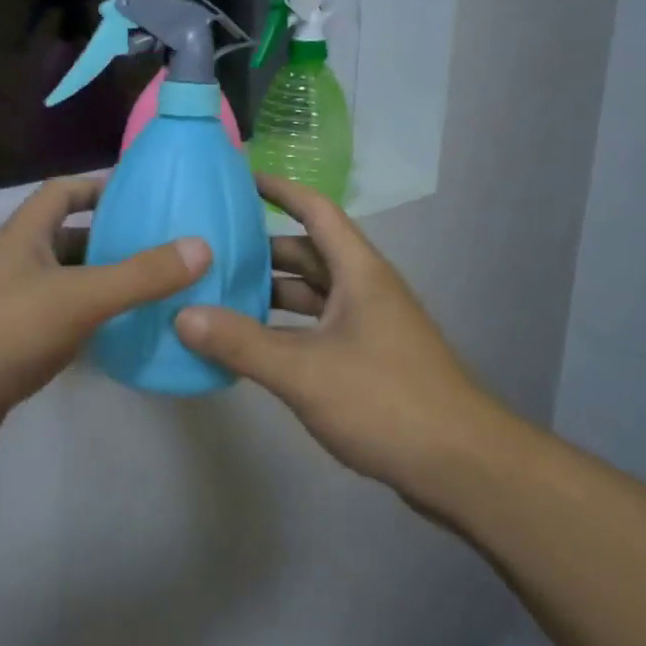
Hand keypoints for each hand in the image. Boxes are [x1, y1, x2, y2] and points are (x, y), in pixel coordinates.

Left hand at [0, 176, 210, 479]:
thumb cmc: (3, 331)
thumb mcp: (79, 297)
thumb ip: (140, 274)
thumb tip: (201, 246)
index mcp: (26, 234)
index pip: (62, 191)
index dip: (99, 186)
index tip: (143, 194)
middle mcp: (18, 262)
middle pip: (70, 237)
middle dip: (113, 237)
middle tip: (166, 246)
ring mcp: (14, 305)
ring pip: (69, 282)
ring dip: (106, 282)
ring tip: (158, 288)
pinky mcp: (15, 346)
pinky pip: (63, 320)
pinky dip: (93, 321)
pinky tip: (125, 334)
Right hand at [176, 175, 504, 510]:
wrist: (463, 467)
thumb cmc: (386, 400)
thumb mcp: (305, 371)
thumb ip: (242, 343)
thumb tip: (182, 315)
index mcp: (358, 271)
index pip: (315, 210)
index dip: (279, 189)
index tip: (239, 178)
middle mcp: (364, 288)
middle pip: (308, 253)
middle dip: (261, 249)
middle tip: (210, 250)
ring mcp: (369, 325)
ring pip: (311, 294)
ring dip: (271, 293)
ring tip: (219, 296)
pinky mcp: (369, 359)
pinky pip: (317, 328)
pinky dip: (285, 329)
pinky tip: (252, 345)